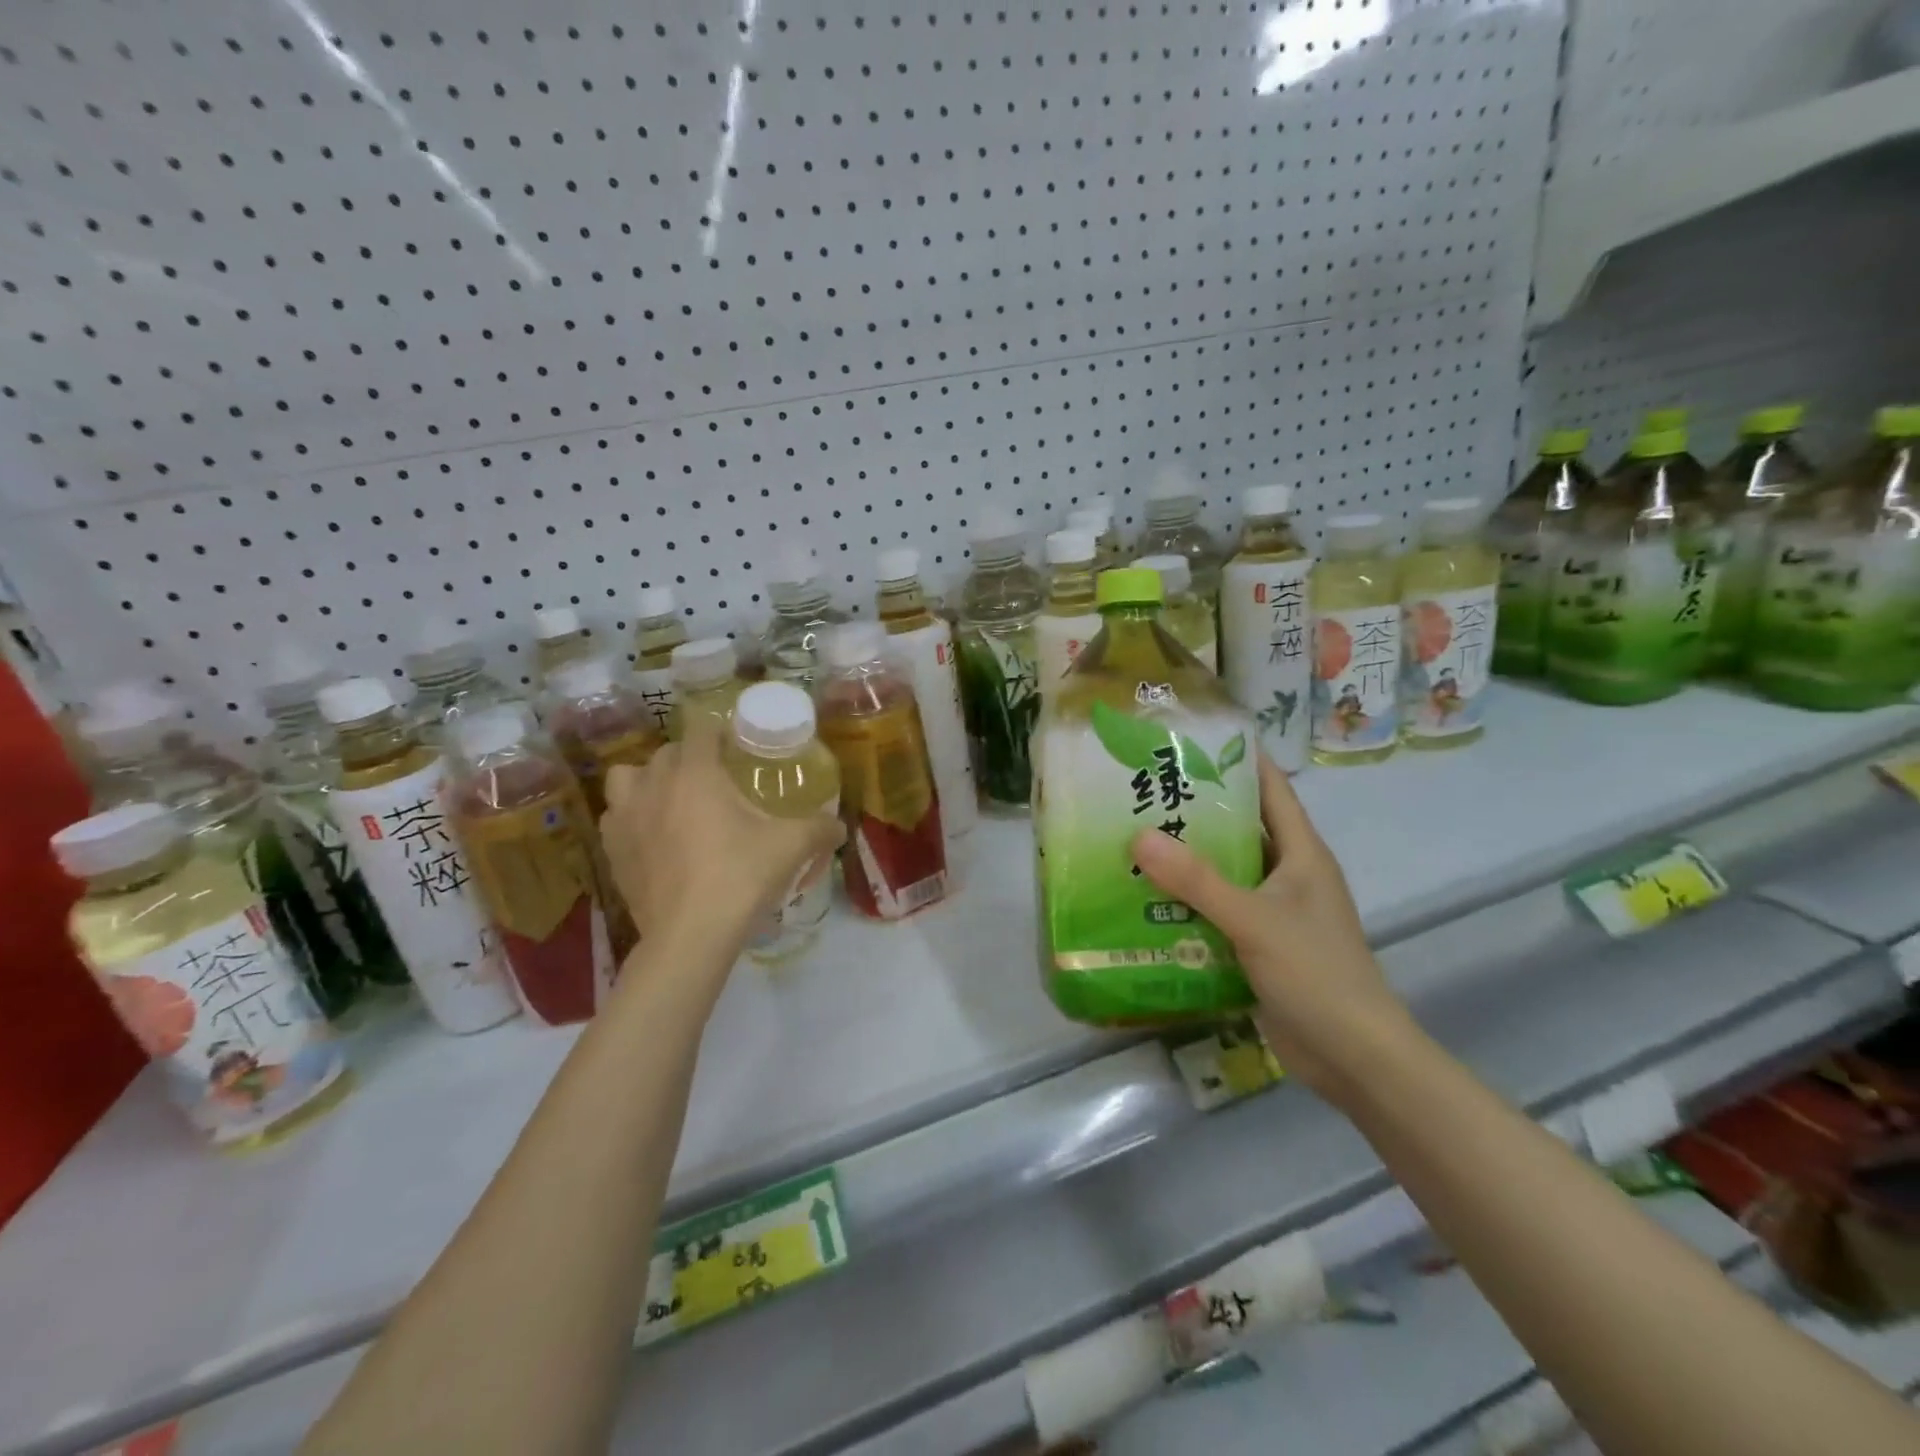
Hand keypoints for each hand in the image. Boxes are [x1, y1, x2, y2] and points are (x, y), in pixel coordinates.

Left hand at [600, 718, 844, 972]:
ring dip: (647, 780)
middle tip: (715, 779)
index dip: (719, 732)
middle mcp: (654, 785)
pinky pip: (616, 816)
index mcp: (696, 773)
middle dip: (689, 757)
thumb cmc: (741, 877)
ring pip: (626, 777)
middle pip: (666, 752)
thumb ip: (820, 829)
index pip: (701, 730)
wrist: (691, 935)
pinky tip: (652, 835)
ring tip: (671, 800)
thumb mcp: (791, 847)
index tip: (736, 747)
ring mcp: (626, 817)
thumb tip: (840, 826)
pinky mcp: (612, 850)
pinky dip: (631, 816)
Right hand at [1131, 753, 1409, 1099]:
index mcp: (1301, 854)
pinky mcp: (1259, 945)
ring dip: (1186, 861)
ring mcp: (1274, 912)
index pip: (1272, 790)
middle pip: (1240, 829)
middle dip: (1195, 811)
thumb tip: (1138, 836)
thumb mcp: (1254, 920)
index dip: (1238, 760)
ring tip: (1132, 839)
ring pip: (1225, 872)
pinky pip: (1217, 911)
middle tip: (1141, 792)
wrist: (1354, 1057)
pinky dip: (1187, 903)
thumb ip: (1196, 880)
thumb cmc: (1316, 974)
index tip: (1190, 740)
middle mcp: (1288, 875)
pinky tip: (1146, 899)